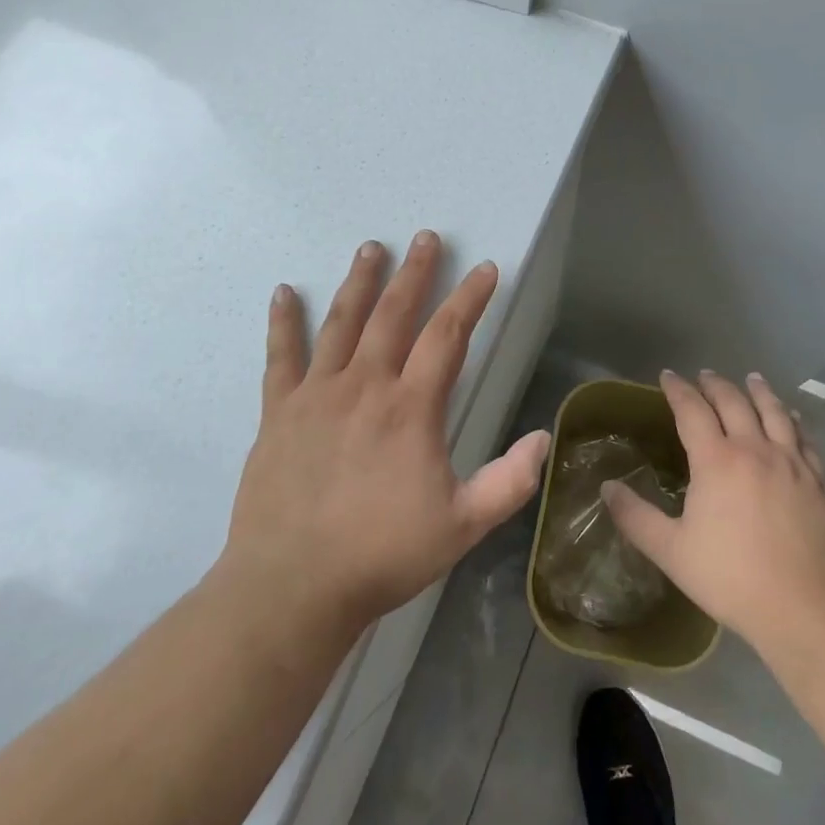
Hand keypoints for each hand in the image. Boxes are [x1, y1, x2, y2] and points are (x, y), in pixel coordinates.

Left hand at [217, 232, 550, 635]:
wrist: (292, 588)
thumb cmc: (382, 555)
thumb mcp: (462, 526)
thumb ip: (509, 482)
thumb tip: (544, 439)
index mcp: (411, 408)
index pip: (448, 336)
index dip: (470, 299)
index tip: (485, 269)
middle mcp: (365, 385)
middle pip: (394, 313)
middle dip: (415, 272)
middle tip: (425, 237)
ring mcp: (317, 394)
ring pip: (342, 322)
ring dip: (359, 282)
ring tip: (370, 248)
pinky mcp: (280, 412)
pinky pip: (281, 356)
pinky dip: (283, 322)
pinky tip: (282, 292)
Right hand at [603, 370, 824, 652]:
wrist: (806, 607)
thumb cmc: (732, 578)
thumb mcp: (671, 551)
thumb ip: (636, 517)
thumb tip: (607, 488)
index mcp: (716, 460)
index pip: (692, 410)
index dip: (678, 389)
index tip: (667, 376)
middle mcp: (754, 449)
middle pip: (733, 402)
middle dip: (716, 385)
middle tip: (705, 375)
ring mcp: (791, 463)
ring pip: (774, 412)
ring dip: (759, 391)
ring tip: (752, 378)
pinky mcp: (818, 481)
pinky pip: (805, 439)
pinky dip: (794, 422)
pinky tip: (793, 418)